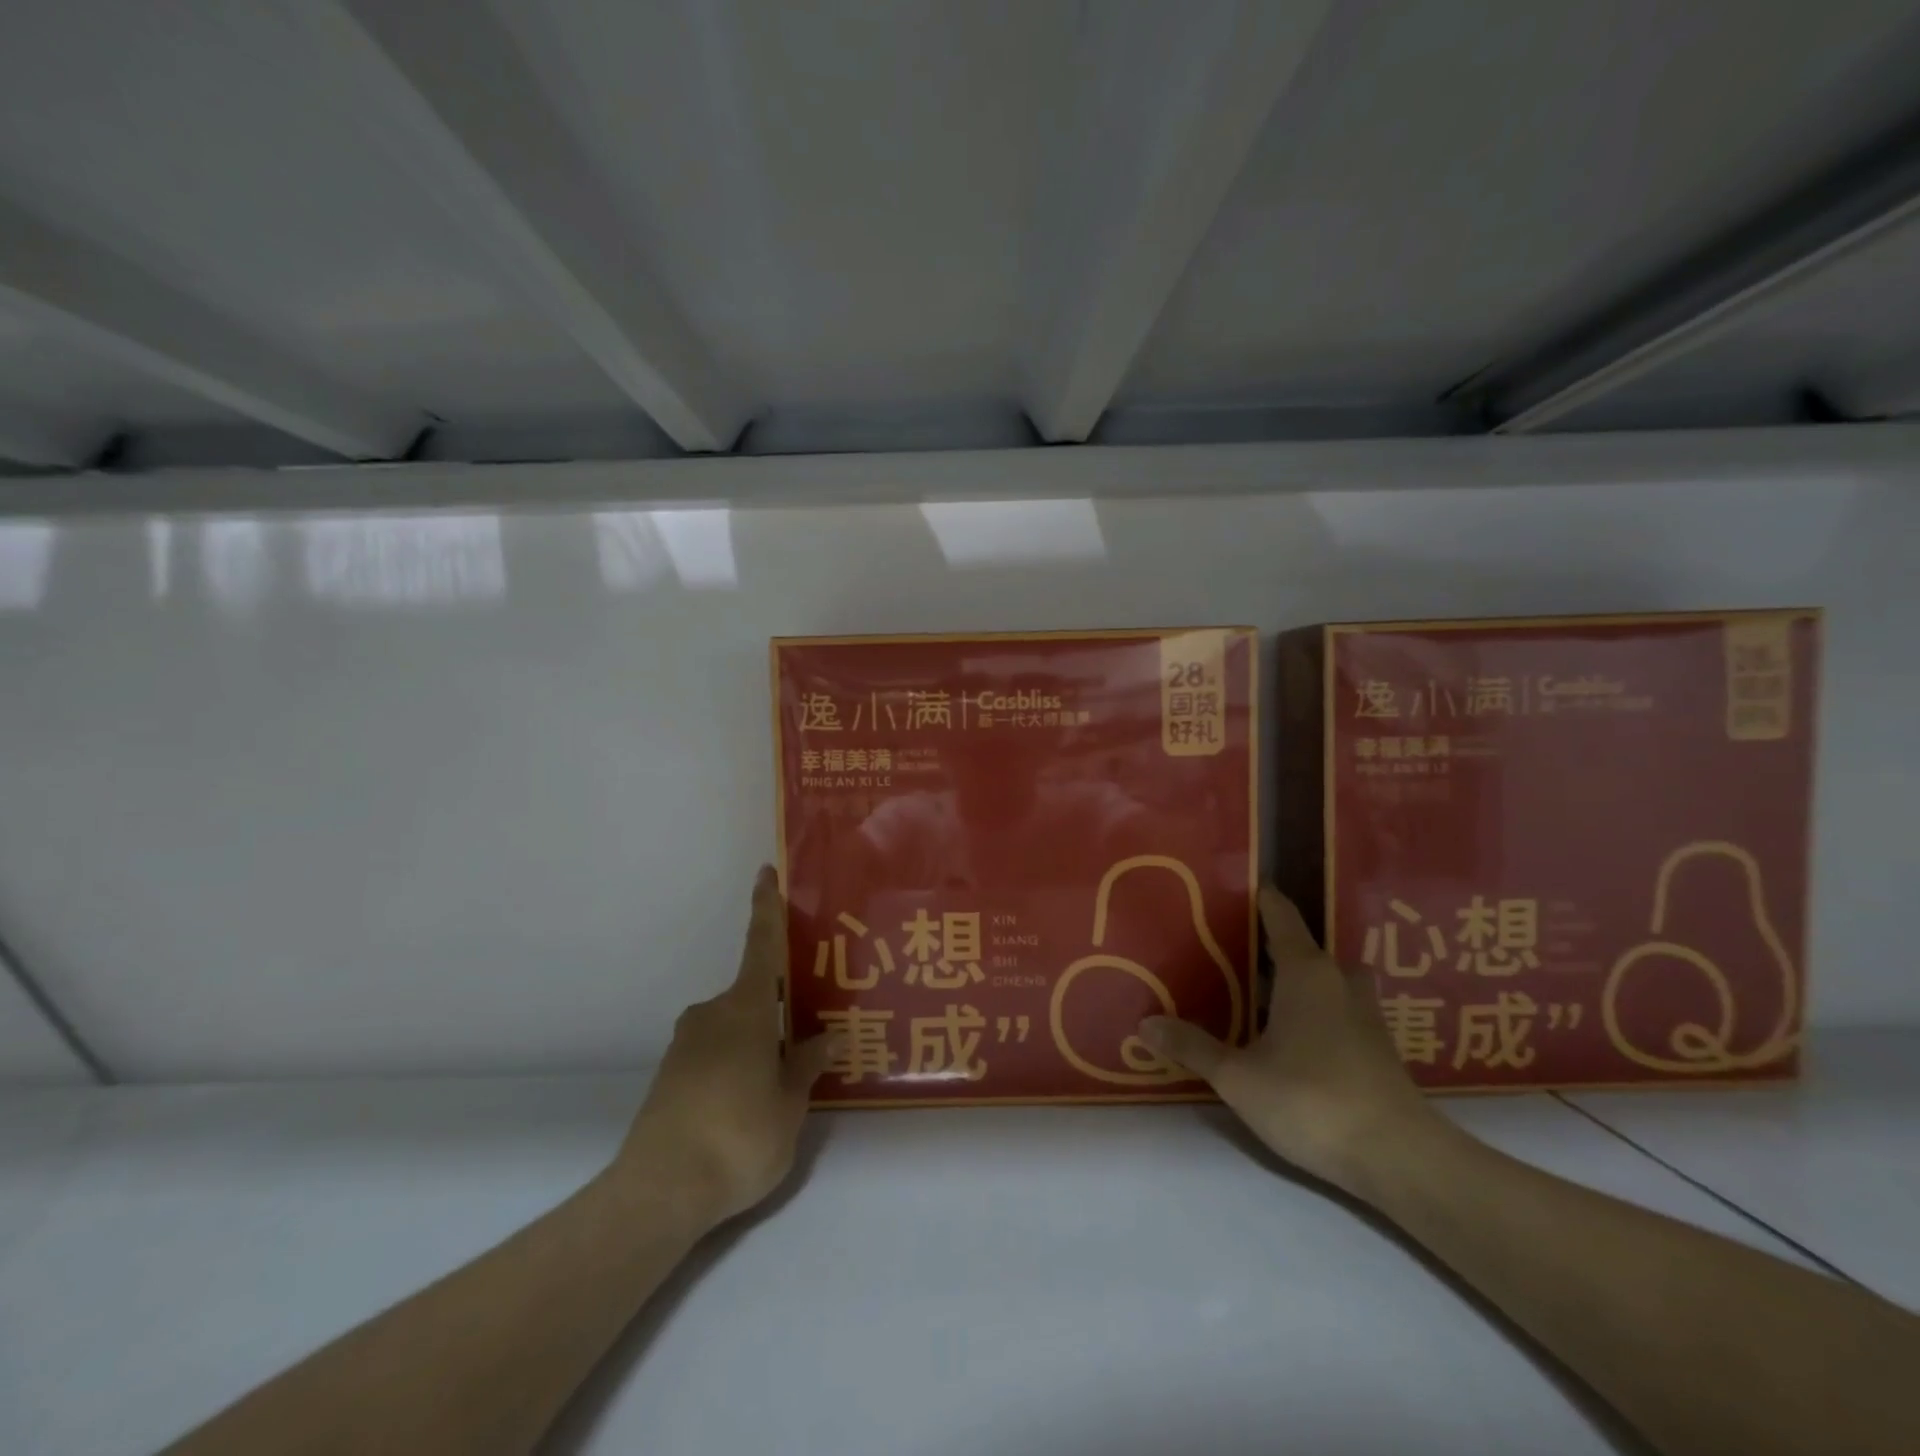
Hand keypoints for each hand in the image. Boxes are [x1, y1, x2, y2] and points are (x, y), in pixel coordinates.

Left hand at [615, 866, 837, 1221]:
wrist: (657, 1193)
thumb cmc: (737, 1137)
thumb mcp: (788, 1105)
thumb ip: (805, 1066)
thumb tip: (825, 1037)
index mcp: (746, 1009)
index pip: (761, 945)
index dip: (765, 907)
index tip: (765, 872)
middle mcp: (712, 1015)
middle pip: (754, 996)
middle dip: (780, 1010)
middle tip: (809, 1035)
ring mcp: (686, 1046)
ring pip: (734, 1028)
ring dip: (758, 1042)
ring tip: (784, 1081)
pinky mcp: (670, 1076)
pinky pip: (715, 1053)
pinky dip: (736, 1064)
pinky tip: (749, 1103)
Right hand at [1139, 884, 1447, 1200]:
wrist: (1400, 1158)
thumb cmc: (1312, 1100)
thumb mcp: (1238, 1076)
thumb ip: (1193, 1047)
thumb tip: (1145, 1022)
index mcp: (1304, 970)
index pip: (1280, 914)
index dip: (1256, 897)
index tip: (1226, 891)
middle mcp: (1337, 979)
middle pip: (1298, 946)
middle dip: (1263, 945)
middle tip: (1222, 951)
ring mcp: (1364, 1012)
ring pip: (1321, 979)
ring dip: (1291, 980)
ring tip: (1252, 992)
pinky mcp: (1377, 1045)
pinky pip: (1336, 1007)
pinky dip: (1310, 1008)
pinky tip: (1287, 1033)